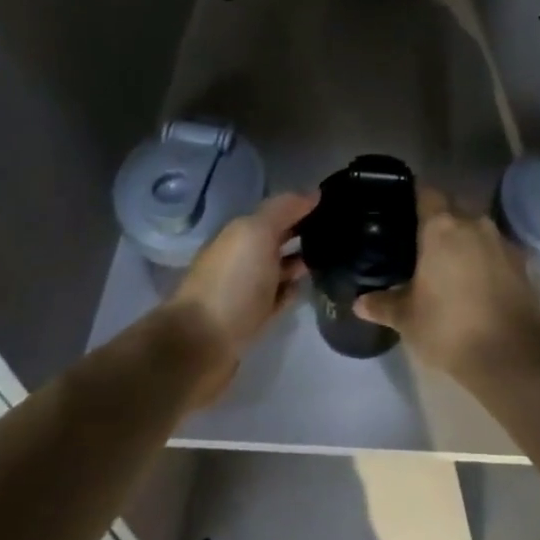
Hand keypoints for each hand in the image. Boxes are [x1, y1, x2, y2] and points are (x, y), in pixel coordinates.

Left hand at [165, 191, 315, 400]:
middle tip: (339, 233)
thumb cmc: (232, 283)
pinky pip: (276, 299)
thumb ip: (283, 209)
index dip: (301, 206)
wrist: (199, 346)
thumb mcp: (256, 233)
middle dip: (303, 233)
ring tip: (331, 260)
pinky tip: (307, 289)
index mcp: (240, 234)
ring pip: (277, 269)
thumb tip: (313, 192)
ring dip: (299, 262)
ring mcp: (244, 291)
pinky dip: (291, 292)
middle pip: (276, 240)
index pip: (276, 212)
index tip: (333, 203)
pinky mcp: (250, 320)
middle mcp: (241, 258)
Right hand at [355, 187, 539, 380]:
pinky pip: (496, 247)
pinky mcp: (521, 260)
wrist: (511, 353)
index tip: (404, 204)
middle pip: (454, 205)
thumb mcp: (407, 319)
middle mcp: (473, 223)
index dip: (415, 194)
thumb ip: (383, 305)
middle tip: (422, 236)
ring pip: (477, 226)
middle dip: (440, 215)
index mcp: (442, 228)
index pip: (427, 192)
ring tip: (449, 258)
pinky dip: (485, 255)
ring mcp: (501, 240)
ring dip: (464, 236)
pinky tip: (476, 277)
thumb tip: (359, 302)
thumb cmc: (449, 327)